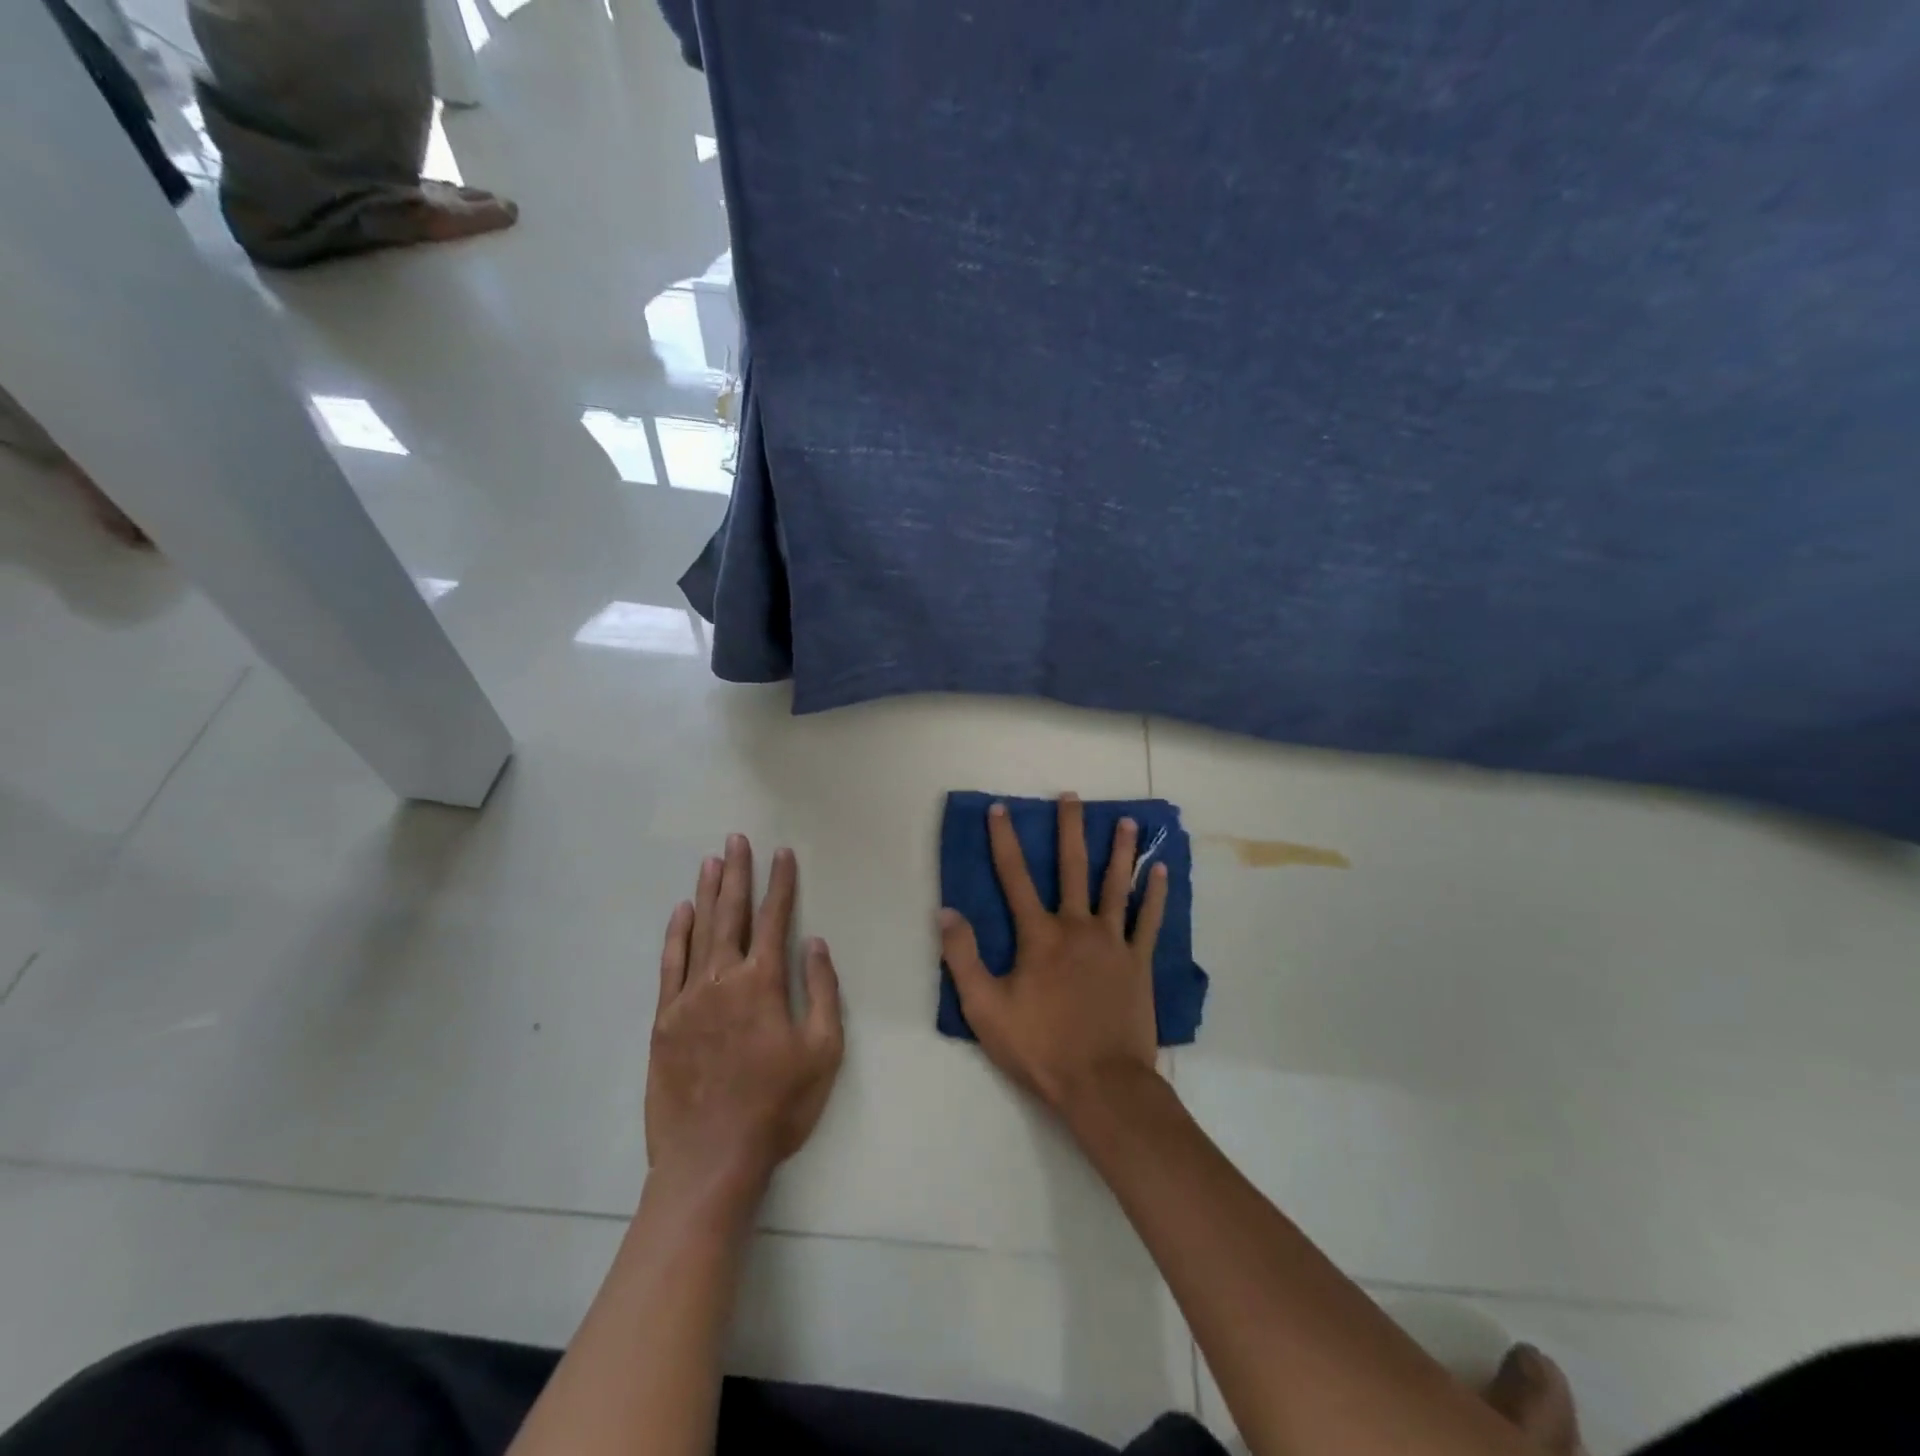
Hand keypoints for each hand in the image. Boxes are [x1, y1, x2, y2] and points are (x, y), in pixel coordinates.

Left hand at [646, 836, 843, 1197]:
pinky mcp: (664, 1020)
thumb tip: (815, 944)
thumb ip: (821, 991)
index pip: (774, 919)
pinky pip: (669, 965)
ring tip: (711, 861)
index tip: (782, 854)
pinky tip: (681, 912)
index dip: (781, 884)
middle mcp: (723, 978)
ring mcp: (688, 997)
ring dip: (707, 893)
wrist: (711, 1158)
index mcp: (763, 983)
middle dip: (738, 874)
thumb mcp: (823, 1050)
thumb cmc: (777, 1105)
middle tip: (737, 839)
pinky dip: (676, 934)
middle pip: (731, 913)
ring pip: (699, 931)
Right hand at [939, 793, 1168, 1115]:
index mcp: (1039, 936)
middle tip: (1071, 797)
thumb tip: (946, 912)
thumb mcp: (985, 1009)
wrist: (1102, 1083)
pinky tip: (1160, 870)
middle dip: (1069, 829)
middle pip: (1072, 868)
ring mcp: (1113, 942)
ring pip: (1117, 885)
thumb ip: (963, 958)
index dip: (1004, 840)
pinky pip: (1149, 920)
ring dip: (1121, 851)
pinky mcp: (1139, 962)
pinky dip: (1155, 894)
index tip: (1000, 809)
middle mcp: (1077, 926)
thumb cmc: (1040, 1047)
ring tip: (1128, 821)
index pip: (1014, 877)